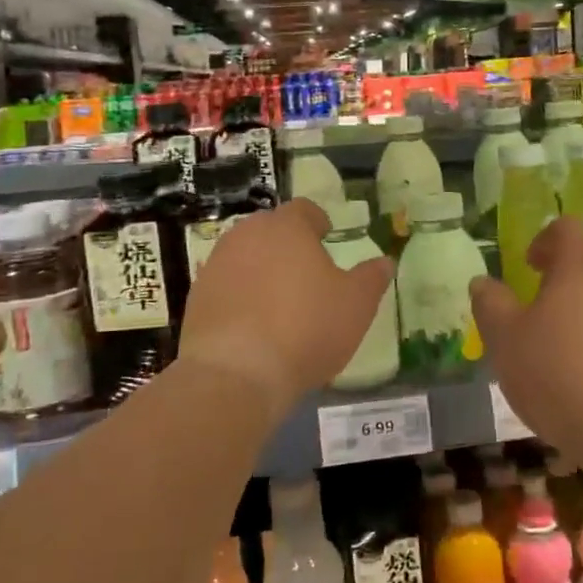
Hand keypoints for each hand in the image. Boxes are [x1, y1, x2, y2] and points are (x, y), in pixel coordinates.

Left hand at [179, 198, 393, 413]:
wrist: (237, 373)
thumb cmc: (306, 328)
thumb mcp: (356, 305)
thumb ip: (372, 278)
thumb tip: (385, 261)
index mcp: (287, 227)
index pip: (303, 210)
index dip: (318, 221)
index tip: (327, 235)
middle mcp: (246, 235)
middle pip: (270, 230)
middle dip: (288, 244)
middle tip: (306, 270)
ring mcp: (216, 265)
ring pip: (245, 256)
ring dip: (261, 269)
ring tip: (279, 299)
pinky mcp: (196, 297)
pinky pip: (226, 286)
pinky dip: (240, 296)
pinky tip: (253, 324)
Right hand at [470, 216, 582, 449]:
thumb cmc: (561, 378)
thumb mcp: (506, 343)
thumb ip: (490, 304)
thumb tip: (483, 282)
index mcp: (581, 264)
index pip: (565, 227)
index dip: (544, 240)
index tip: (529, 267)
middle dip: (569, 273)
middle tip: (546, 308)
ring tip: (576, 344)